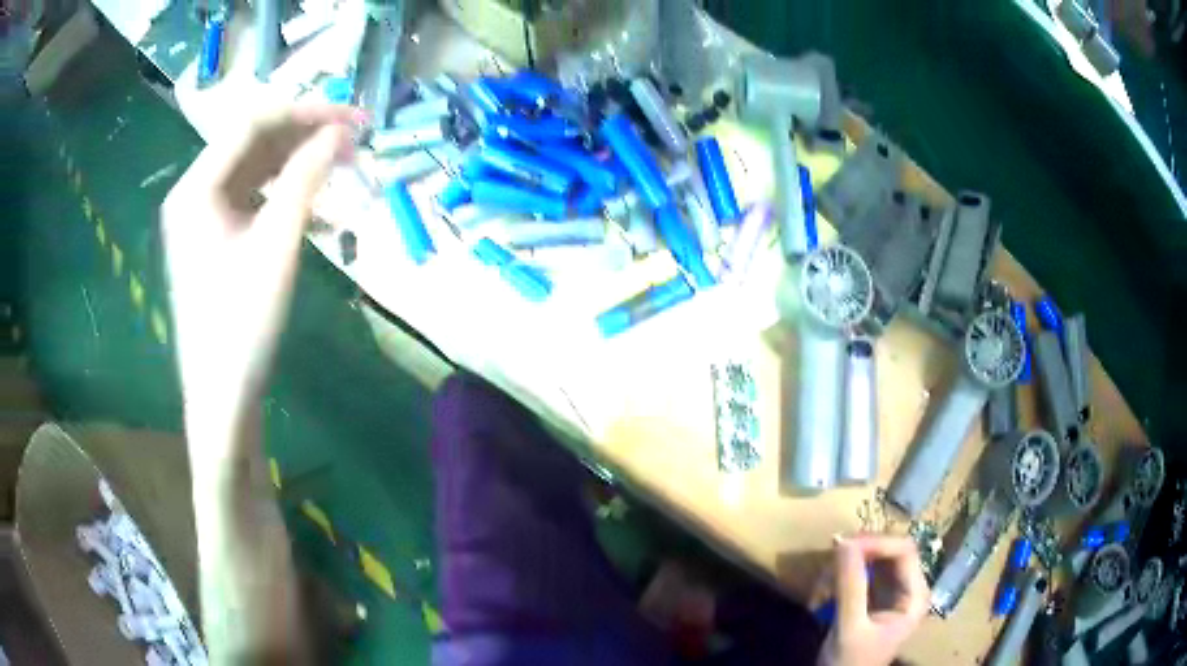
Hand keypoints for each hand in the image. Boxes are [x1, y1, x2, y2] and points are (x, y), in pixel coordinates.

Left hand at [162, 105, 360, 440]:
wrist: (222, 395)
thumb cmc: (242, 322)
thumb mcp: (277, 244)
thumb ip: (307, 177)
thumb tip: (340, 132)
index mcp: (196, 187)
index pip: (252, 124)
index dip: (305, 113)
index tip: (351, 116)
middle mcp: (194, 193)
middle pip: (253, 144)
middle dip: (304, 138)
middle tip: (354, 141)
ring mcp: (203, 217)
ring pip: (255, 172)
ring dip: (299, 167)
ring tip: (343, 170)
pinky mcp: (215, 239)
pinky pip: (253, 201)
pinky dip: (286, 198)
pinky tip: (320, 212)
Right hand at [826, 535, 928, 665]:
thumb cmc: (850, 662)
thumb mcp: (850, 627)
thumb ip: (850, 587)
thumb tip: (843, 542)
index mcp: (915, 596)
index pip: (905, 551)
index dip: (877, 542)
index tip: (844, 545)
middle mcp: (909, 588)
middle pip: (891, 551)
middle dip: (861, 552)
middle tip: (831, 556)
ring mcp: (893, 593)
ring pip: (876, 560)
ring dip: (850, 563)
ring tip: (826, 576)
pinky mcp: (875, 599)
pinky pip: (863, 574)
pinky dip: (845, 575)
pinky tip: (827, 586)